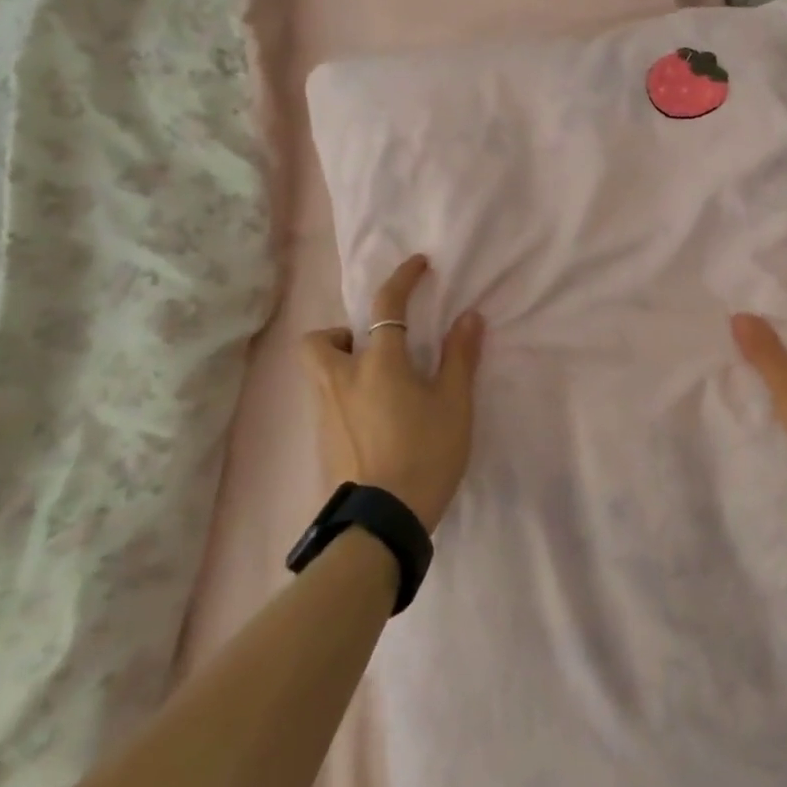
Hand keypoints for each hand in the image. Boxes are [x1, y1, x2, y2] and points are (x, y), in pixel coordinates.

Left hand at [301, 255, 484, 532]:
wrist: (382, 521)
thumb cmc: (426, 454)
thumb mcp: (455, 404)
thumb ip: (460, 357)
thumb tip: (468, 316)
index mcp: (378, 364)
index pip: (387, 307)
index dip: (403, 279)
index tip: (419, 265)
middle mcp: (342, 380)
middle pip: (318, 340)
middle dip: (339, 334)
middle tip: (371, 348)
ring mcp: (325, 413)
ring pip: (319, 373)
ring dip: (341, 366)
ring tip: (379, 388)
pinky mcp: (321, 442)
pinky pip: (326, 403)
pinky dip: (344, 397)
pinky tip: (373, 421)